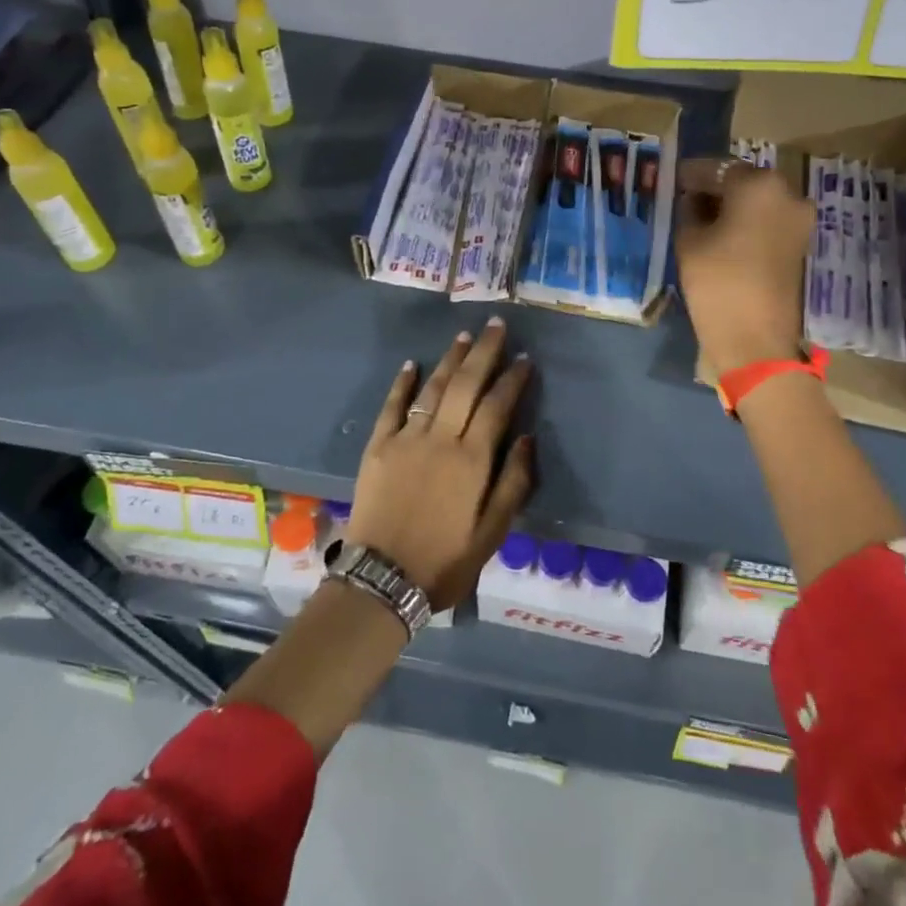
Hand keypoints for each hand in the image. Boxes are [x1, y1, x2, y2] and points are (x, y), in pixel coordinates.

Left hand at [346, 318, 535, 610]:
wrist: (382, 579)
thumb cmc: (445, 562)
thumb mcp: (492, 534)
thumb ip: (513, 483)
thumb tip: (527, 438)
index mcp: (472, 460)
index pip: (497, 406)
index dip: (513, 379)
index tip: (524, 358)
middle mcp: (441, 439)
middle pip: (466, 385)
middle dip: (483, 352)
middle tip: (495, 325)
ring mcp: (406, 439)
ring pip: (433, 389)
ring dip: (449, 360)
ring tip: (463, 337)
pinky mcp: (378, 447)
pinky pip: (392, 407)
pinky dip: (402, 384)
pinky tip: (412, 365)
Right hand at [674, 158, 813, 375]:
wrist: (756, 339)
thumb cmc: (717, 283)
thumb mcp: (689, 241)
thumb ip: (690, 210)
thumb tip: (693, 199)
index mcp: (758, 185)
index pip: (717, 168)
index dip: (692, 175)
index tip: (673, 180)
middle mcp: (787, 193)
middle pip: (743, 181)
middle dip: (716, 188)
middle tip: (687, 198)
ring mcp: (799, 219)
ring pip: (759, 201)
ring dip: (733, 205)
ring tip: (702, 218)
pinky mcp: (800, 243)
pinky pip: (769, 220)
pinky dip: (748, 222)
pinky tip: (723, 235)